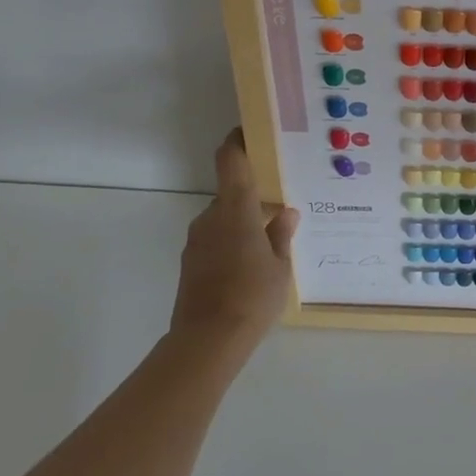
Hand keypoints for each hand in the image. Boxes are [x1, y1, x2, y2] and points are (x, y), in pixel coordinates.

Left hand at [170, 129, 297, 361]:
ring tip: (269, 243)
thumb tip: (285, 212)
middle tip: (279, 206)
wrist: (206, 342)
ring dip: (242, 223)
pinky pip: (215, 240)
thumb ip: (281, 235)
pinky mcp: (190, 263)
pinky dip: (231, 243)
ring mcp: (196, 241)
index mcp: (236, 209)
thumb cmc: (252, 296)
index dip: (238, 141)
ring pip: (223, 219)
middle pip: (230, 193)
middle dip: (252, 197)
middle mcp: (211, 217)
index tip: (251, 132)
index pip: (230, 160)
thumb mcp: (280, 266)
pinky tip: (250, 266)